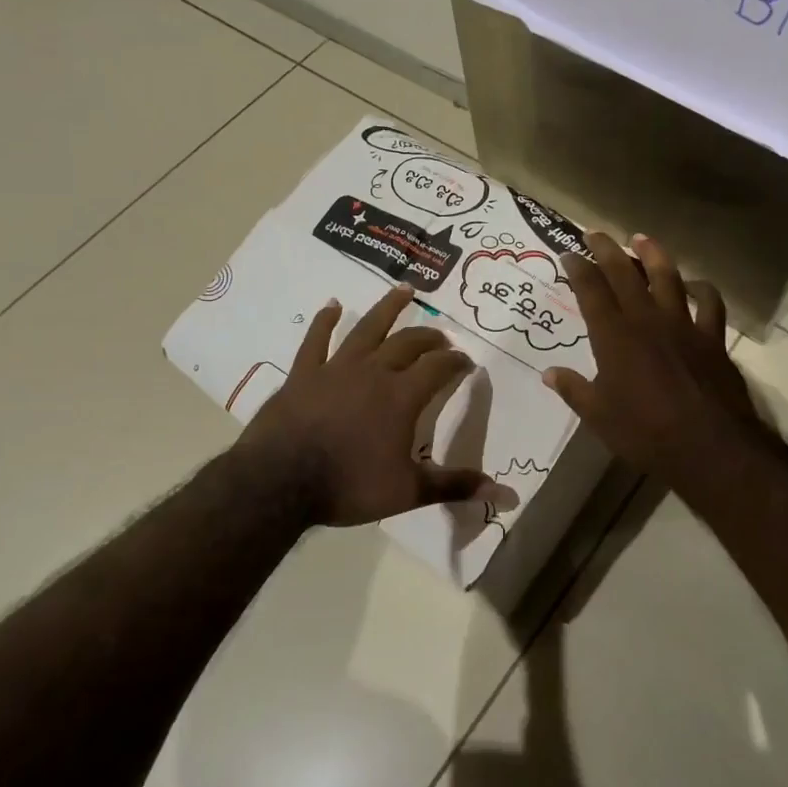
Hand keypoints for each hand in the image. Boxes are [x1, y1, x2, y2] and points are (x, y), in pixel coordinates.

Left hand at [235, 283, 496, 526]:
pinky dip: (325, 321)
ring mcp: (336, 368)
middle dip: (430, 337)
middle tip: (442, 337)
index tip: (467, 362)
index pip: (439, 367)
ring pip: (367, 328)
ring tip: (405, 290)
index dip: (456, 361)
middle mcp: (374, 372)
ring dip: (388, 308)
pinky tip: (333, 306)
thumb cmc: (349, 486)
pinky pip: (316, 340)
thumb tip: (507, 496)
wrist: (279, 482)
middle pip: (408, 343)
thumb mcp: (408, 491)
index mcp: (402, 396)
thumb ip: (456, 486)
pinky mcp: (304, 373)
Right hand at [543, 232, 765, 489]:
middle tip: (595, 233)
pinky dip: (701, 289)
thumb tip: (549, 374)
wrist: (709, 445)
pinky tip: (694, 284)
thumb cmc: (645, 433)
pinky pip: (709, 303)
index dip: (578, 269)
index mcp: (614, 337)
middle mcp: (646, 320)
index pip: (591, 292)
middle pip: (624, 274)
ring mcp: (682, 325)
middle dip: (607, 250)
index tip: (568, 253)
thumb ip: (573, 390)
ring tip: (641, 238)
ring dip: (653, 254)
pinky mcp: (712, 337)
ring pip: (667, 277)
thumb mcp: (598, 417)